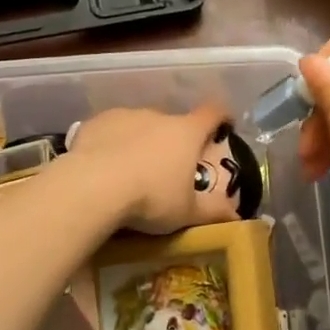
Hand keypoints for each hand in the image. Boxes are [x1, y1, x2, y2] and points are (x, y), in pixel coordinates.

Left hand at [67, 104, 232, 233]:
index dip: (221, 118)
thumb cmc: (150, 198)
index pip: (212, 113)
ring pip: (140, 126)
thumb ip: (213, 212)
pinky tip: (103, 166)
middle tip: (168, 169)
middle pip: (173, 123)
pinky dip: (112, 143)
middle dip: (173, 142)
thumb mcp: (186, 213)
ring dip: (141, 142)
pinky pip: (111, 130)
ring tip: (131, 171)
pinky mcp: (97, 122)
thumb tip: (237, 216)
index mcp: (186, 133)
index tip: (223, 126)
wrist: (92, 186)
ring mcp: (125, 115)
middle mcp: (158, 116)